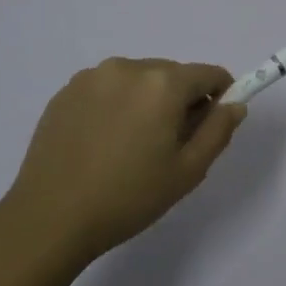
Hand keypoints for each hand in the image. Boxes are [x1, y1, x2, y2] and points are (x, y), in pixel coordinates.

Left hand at [0, 58, 246, 261]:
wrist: (51, 217)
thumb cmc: (129, 197)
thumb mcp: (187, 171)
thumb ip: (218, 131)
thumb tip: (234, 105)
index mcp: (162, 83)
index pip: (209, 74)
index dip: (220, 96)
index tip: (210, 126)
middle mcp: (128, 67)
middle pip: (172, 74)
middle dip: (180, 100)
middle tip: (169, 145)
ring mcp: (92, 77)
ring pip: (138, 80)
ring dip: (147, 101)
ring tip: (131, 146)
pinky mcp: (65, 92)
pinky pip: (107, 89)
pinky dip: (116, 106)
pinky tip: (103, 143)